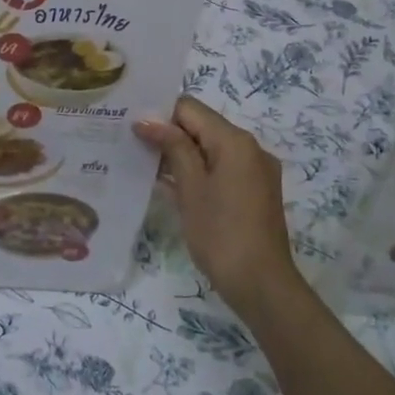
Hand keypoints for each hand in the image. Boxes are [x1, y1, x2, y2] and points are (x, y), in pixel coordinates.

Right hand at [134, 97, 299, 317]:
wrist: (261, 285)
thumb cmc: (220, 233)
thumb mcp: (191, 187)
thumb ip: (172, 147)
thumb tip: (147, 119)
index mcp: (235, 141)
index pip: (190, 109)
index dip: (160, 115)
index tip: (132, 130)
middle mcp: (250, 148)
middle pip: (202, 127)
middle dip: (168, 134)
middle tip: (132, 146)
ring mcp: (255, 171)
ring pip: (211, 149)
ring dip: (181, 155)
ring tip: (145, 166)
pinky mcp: (255, 192)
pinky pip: (221, 169)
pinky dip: (198, 172)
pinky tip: (171, 187)